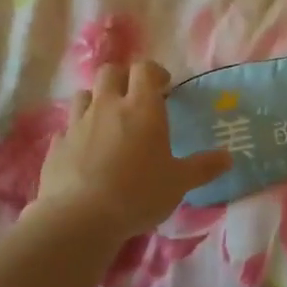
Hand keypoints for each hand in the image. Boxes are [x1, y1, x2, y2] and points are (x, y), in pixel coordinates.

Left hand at [31, 60, 232, 241]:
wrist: (79, 217)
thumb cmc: (138, 193)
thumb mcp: (179, 183)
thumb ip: (203, 167)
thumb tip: (229, 157)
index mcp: (141, 107)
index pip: (145, 69)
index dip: (154, 72)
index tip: (164, 86)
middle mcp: (107, 106)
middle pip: (110, 72)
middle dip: (123, 78)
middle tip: (135, 98)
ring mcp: (77, 123)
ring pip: (84, 95)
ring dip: (97, 101)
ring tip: (108, 122)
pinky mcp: (57, 145)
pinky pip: (67, 128)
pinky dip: (77, 133)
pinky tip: (85, 151)